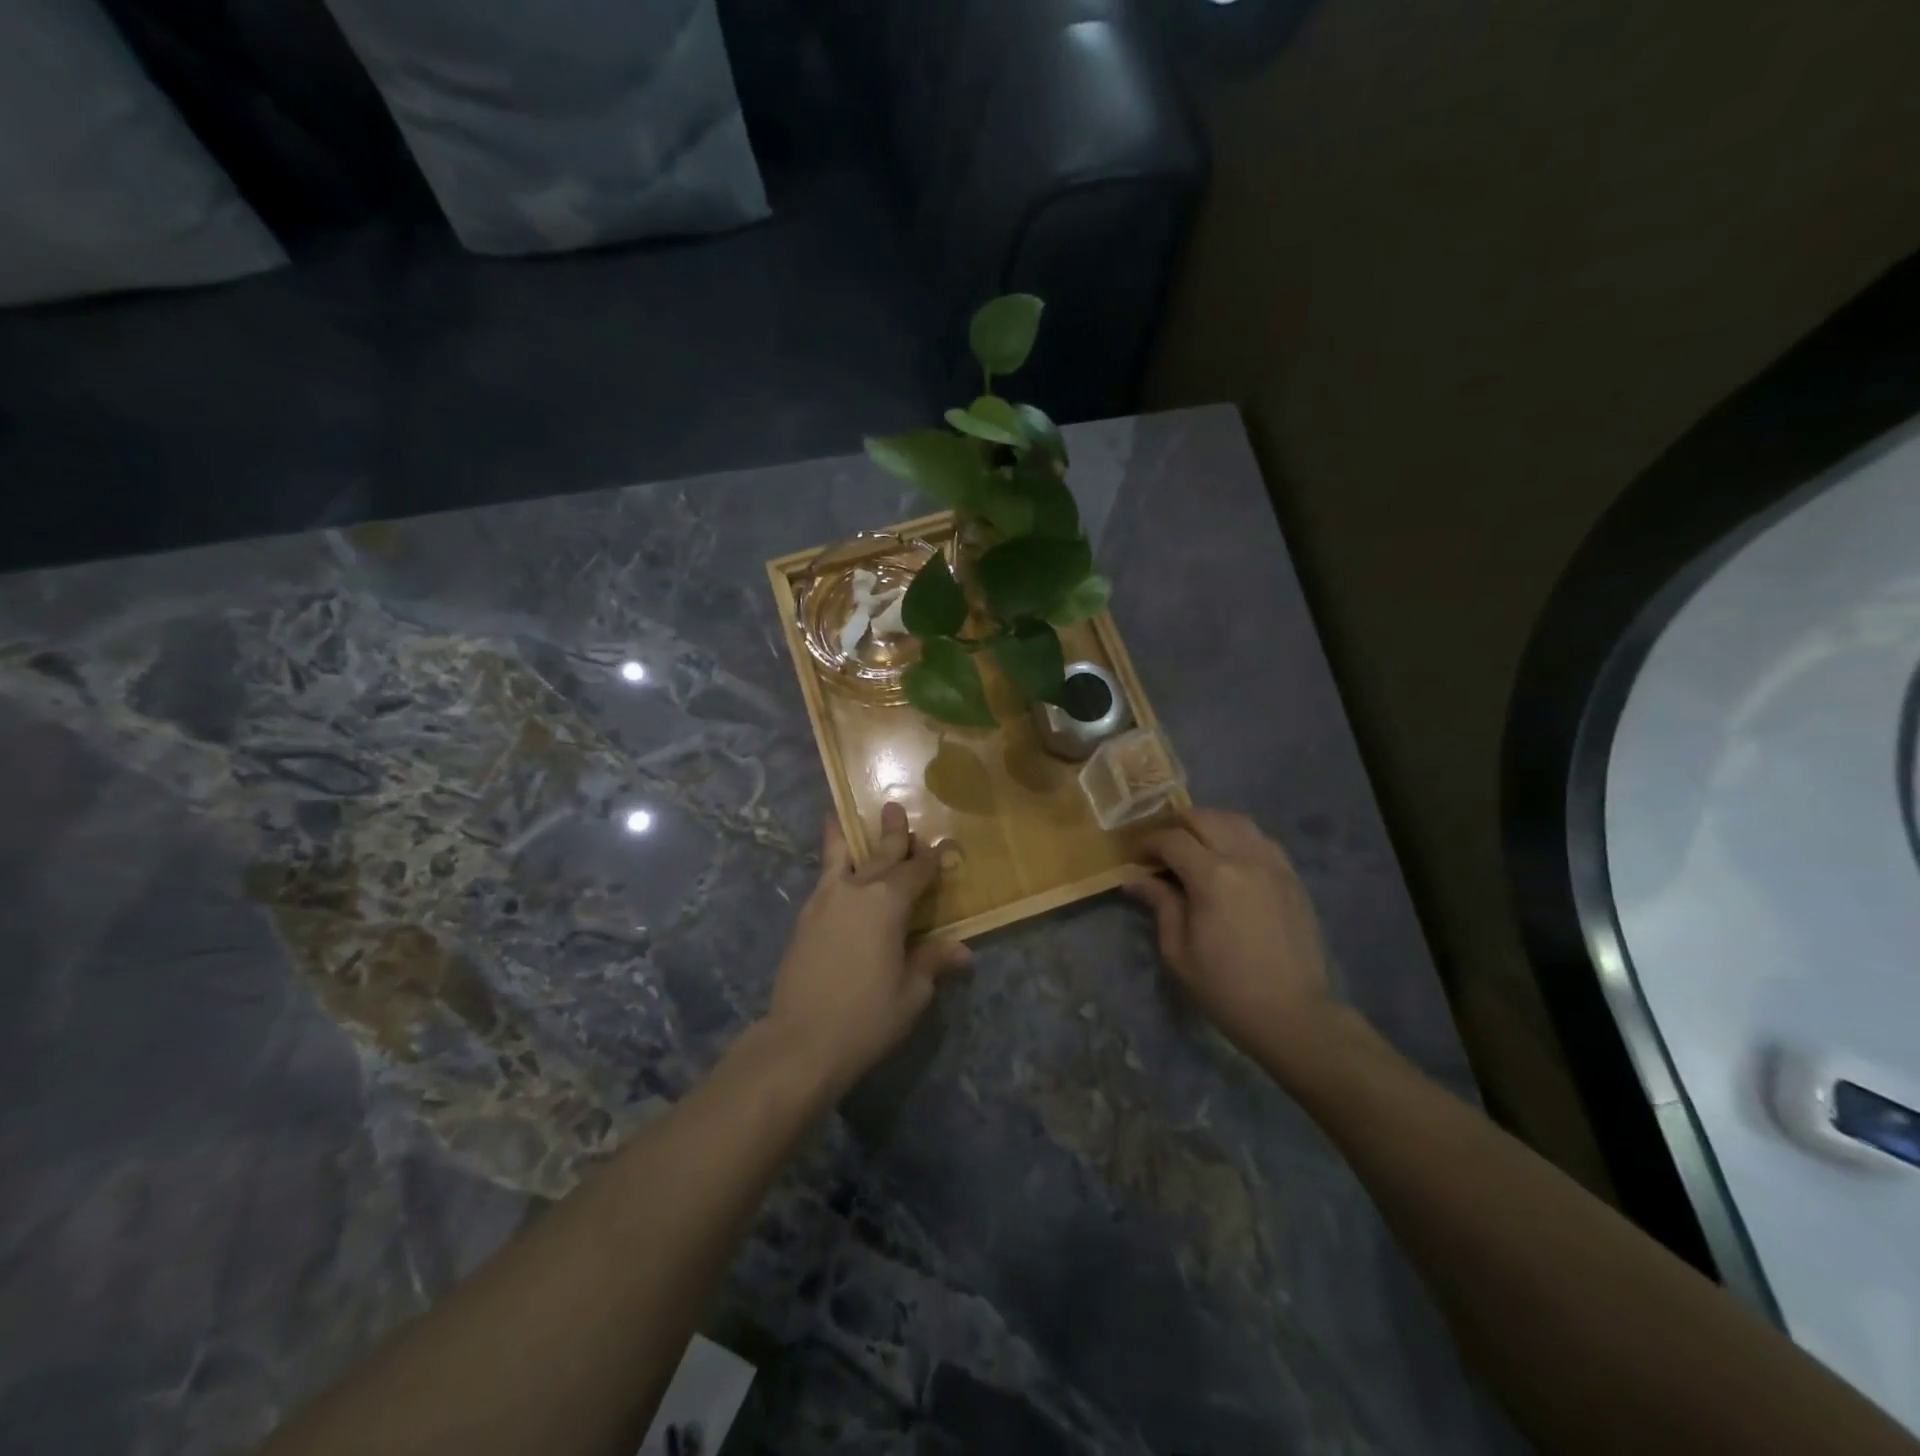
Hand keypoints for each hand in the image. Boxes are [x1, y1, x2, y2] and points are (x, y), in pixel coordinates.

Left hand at [767, 802, 970, 1091]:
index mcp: (889, 904)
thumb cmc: (866, 1017)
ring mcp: (826, 901)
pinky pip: (821, 878)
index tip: (941, 846)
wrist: (801, 1040)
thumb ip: (932, 962)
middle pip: (881, 856)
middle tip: (896, 809)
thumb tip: (963, 951)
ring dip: (850, 837)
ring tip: (843, 815)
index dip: (931, 860)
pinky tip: (830, 863)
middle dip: (894, 835)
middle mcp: (858, 891)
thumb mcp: (911, 993)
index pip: (917, 872)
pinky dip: (827, 862)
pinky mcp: (805, 917)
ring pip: (842, 859)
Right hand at [1126, 807, 1335, 1066]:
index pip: (1172, 839)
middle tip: (1163, 847)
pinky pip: (1262, 839)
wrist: (1291, 1014)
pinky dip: (1239, 837)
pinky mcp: (1292, 877)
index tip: (1137, 857)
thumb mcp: (1178, 950)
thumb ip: (1160, 904)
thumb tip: (1134, 879)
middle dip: (1177, 825)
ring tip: (1195, 845)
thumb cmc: (1225, 987)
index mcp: (1212, 876)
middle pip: (1205, 818)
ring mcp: (1273, 864)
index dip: (1149, 842)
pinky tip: (1230, 858)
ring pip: (1237, 821)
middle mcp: (1244, 858)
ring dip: (1210, 824)